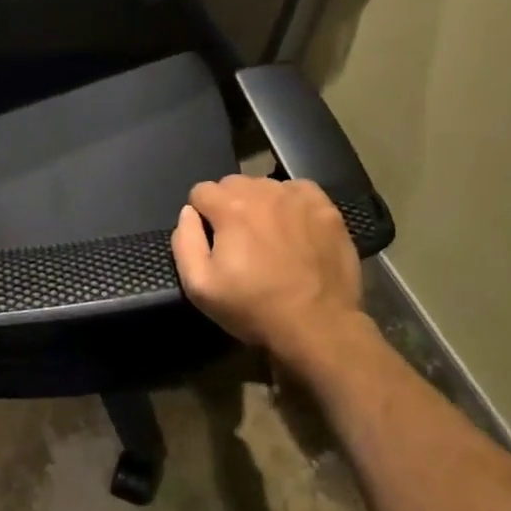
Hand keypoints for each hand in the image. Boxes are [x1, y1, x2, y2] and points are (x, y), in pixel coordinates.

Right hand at [170, 175, 366, 373]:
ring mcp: (298, 196)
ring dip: (260, 204)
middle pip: (232, 184)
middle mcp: (263, 190)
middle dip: (229, 206)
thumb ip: (184, 241)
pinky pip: (298, 191)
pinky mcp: (325, 207)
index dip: (202, 217)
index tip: (213, 242)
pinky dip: (291, 204)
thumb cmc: (254, 307)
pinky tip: (295, 230)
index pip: (201, 191)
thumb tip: (188, 212)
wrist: (318, 326)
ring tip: (269, 237)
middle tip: (239, 241)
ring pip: (265, 186)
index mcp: (230, 207)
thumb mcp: (200, 286)